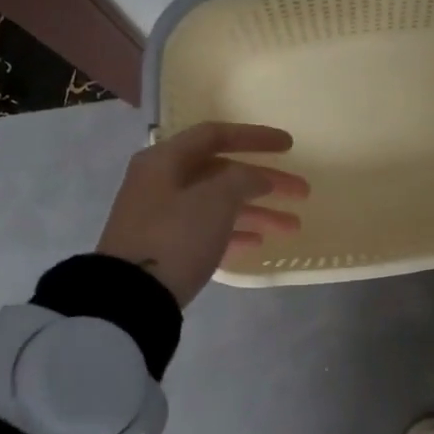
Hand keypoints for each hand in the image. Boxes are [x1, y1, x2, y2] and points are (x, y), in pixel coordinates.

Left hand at [97, 122, 307, 305]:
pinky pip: (208, 230)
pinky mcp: (166, 247)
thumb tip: (255, 178)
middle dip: (266, 181)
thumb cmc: (175, 235)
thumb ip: (243, 179)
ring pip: (219, 204)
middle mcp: (162, 182)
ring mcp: (163, 216)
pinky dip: (235, 232)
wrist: (130, 297)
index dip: (255, 137)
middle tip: (302, 191)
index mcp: (166, 160)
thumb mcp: (215, 199)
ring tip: (293, 226)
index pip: (216, 135)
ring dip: (258, 211)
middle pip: (222, 172)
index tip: (290, 146)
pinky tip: (259, 243)